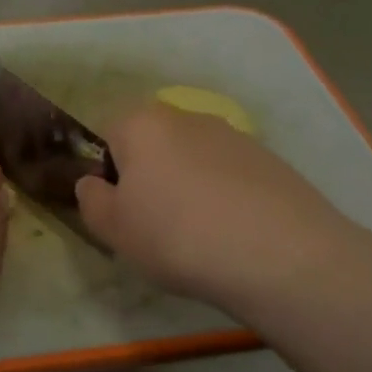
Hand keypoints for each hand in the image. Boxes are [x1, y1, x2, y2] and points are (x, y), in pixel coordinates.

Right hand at [76, 103, 352, 316]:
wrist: (279, 254)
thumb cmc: (177, 236)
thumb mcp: (113, 229)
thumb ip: (92, 200)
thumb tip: (94, 184)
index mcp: (141, 123)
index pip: (108, 135)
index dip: (107, 174)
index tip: (120, 212)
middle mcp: (186, 117)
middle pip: (153, 144)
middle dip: (149, 178)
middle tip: (155, 226)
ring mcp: (233, 135)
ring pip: (192, 160)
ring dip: (188, 188)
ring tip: (199, 236)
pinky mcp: (269, 159)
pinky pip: (229, 176)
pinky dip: (224, 197)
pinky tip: (233, 234)